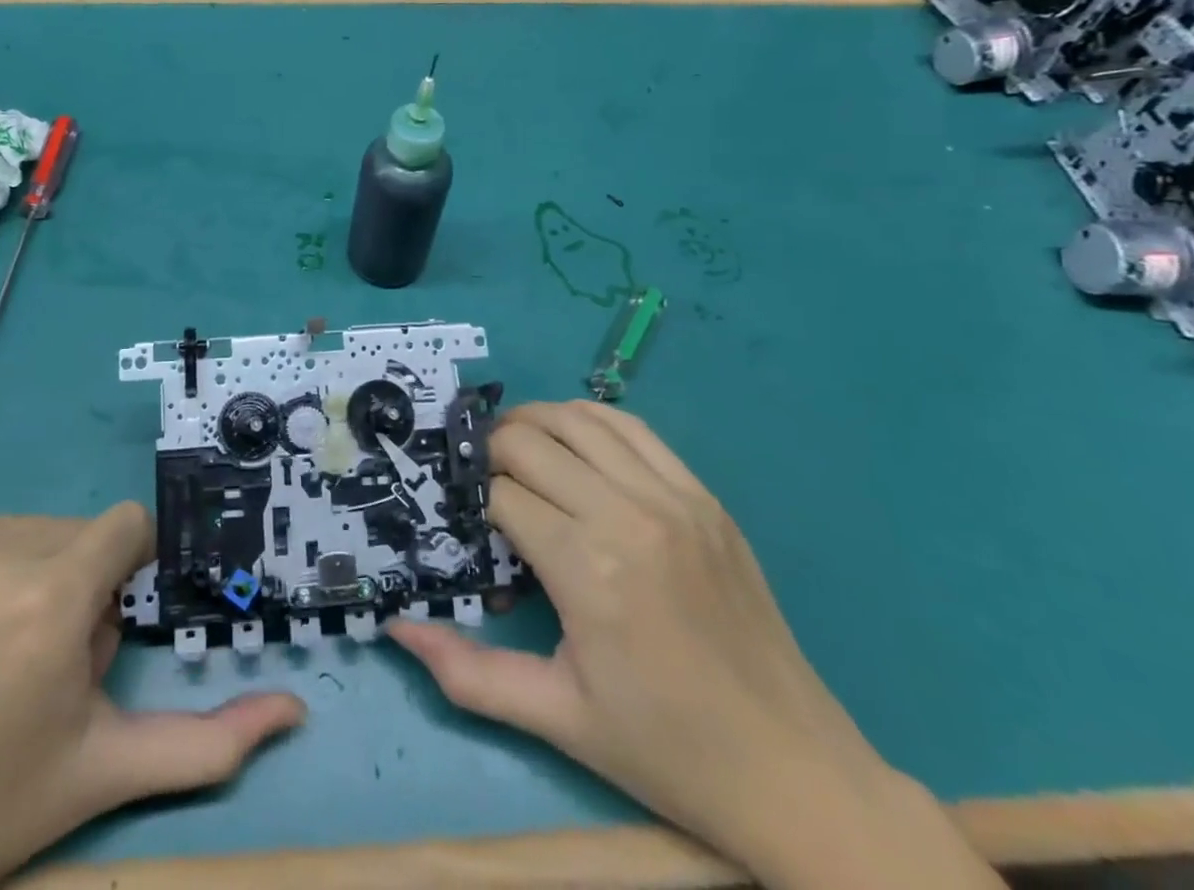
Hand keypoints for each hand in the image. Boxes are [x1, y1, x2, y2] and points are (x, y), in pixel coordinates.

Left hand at [0, 505, 303, 889]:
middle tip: (44, 662)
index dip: (128, 571)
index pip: (127, 526)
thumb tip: (295, 711)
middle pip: (80, 532)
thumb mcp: (108, 769)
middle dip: (82, 583)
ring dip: (36, 573)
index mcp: (49, 599)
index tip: (101, 626)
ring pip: (33, 528)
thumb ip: (209, 743)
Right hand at [388, 401, 1001, 889]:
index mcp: (587, 570)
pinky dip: (588, 420)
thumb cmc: (667, 750)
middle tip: (477, 479)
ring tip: (513, 448)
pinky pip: (632, 428)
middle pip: (529, 441)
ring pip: (576, 420)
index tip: (462, 519)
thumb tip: (397, 628)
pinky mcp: (704, 497)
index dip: (470, 501)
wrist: (796, 773)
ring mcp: (673, 498)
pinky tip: (571, 440)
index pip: (500, 495)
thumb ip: (467, 673)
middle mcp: (627, 515)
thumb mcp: (557, 717)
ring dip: (532, 423)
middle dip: (489, 452)